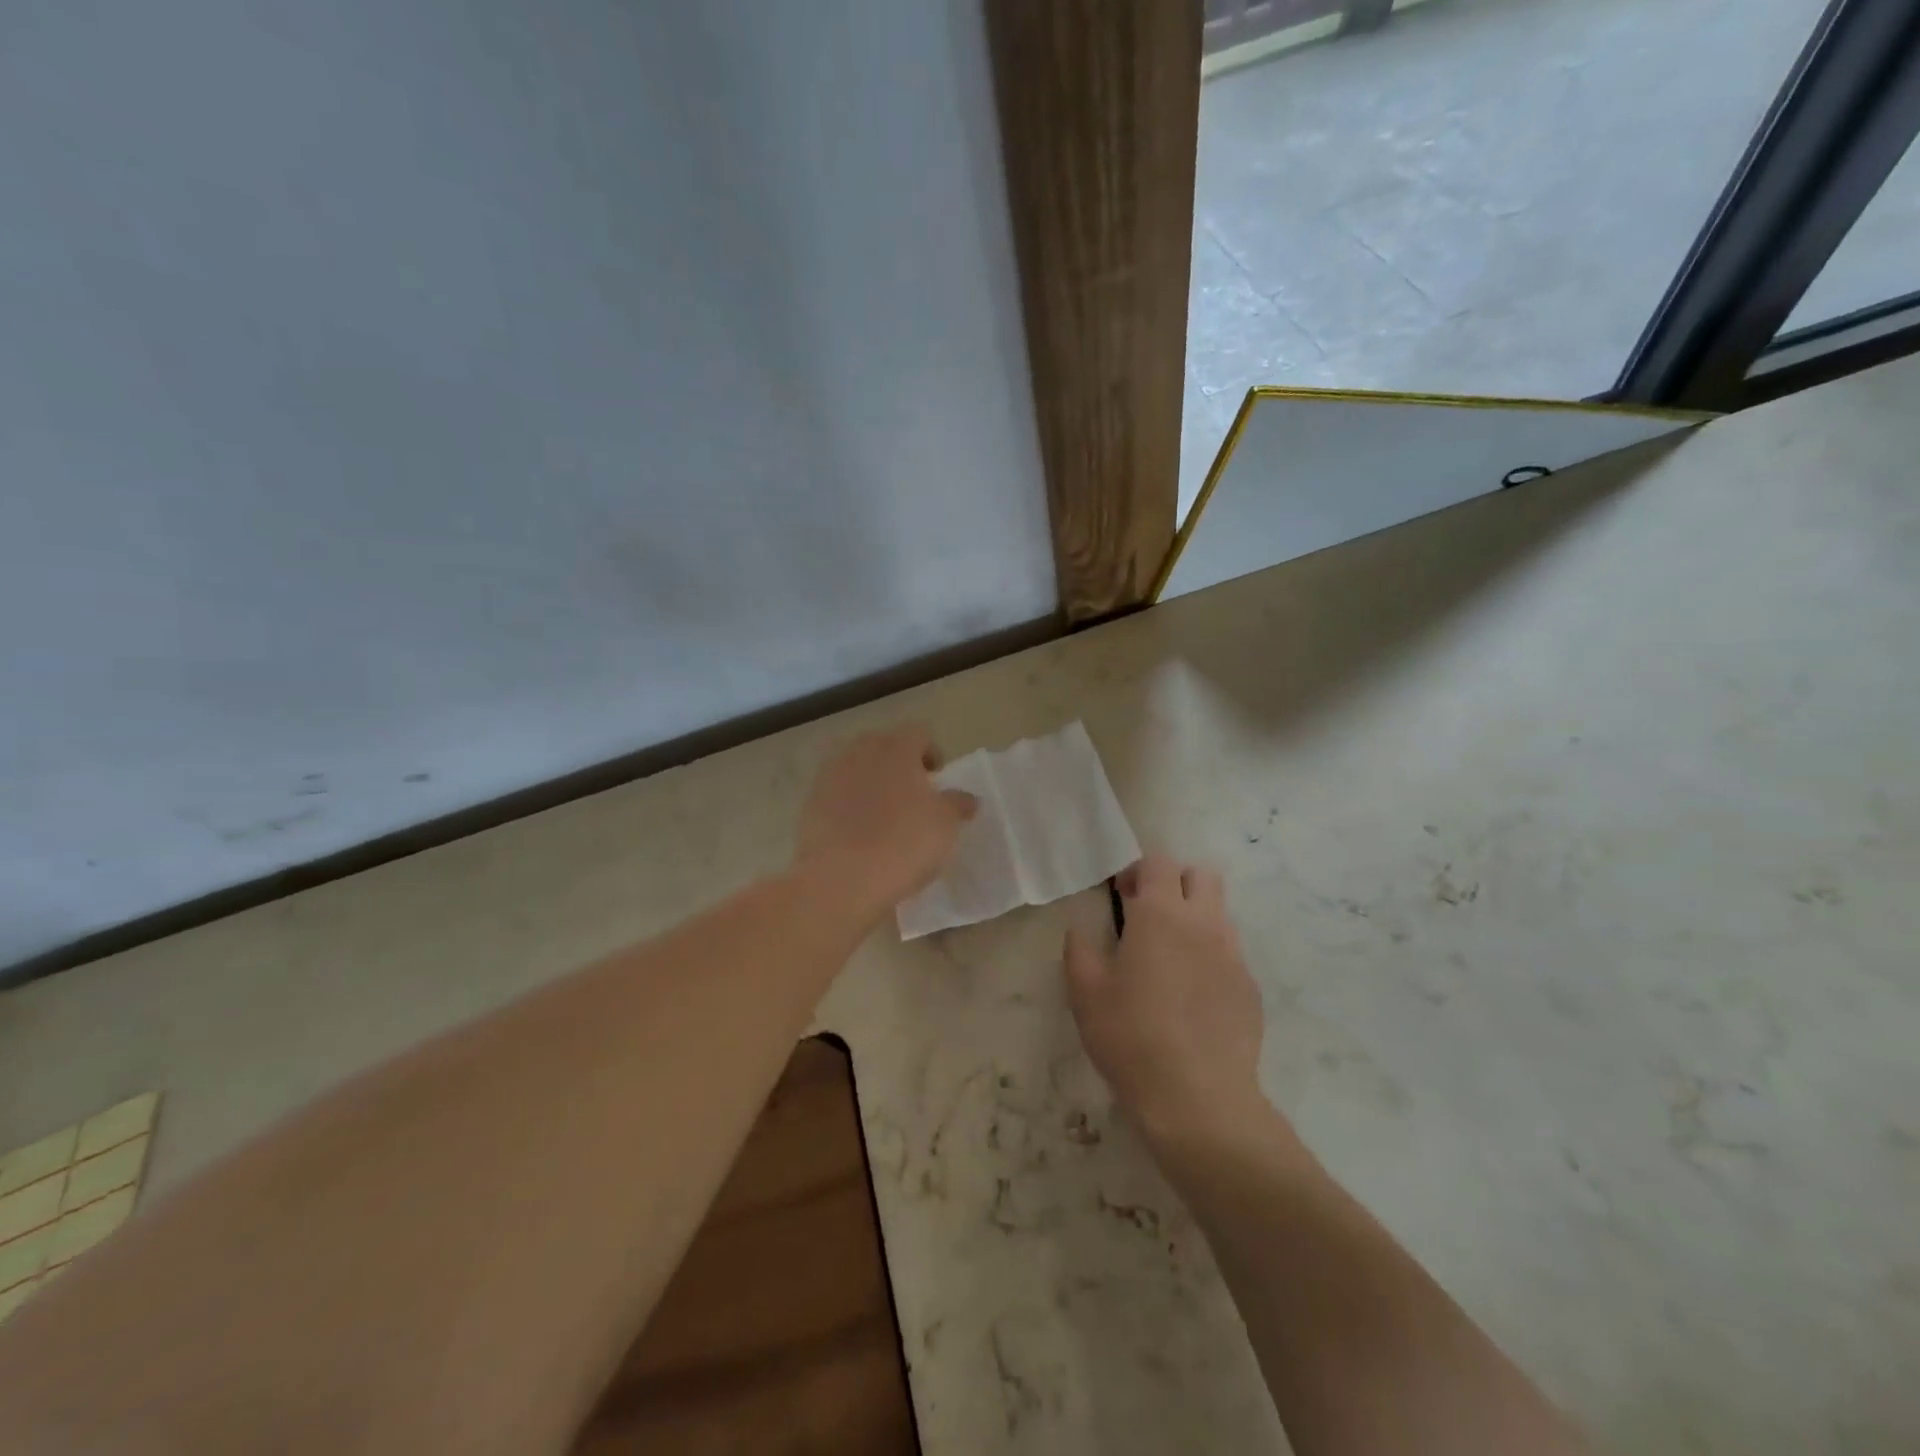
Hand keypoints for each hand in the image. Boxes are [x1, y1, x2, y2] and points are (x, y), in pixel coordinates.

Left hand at [795, 725, 976, 918]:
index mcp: (896, 748)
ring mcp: (830, 776)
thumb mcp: (945, 825)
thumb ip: (958, 804)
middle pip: (883, 745)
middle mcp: (861, 752)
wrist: (840, 879)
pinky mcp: (810, 802)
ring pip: (856, 767)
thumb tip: (967, 798)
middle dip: (898, 763)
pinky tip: (858, 831)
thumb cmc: (904, 843)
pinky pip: (836, 792)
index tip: (936, 779)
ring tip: (884, 813)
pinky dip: (849, 803)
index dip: (931, 752)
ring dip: (871, 781)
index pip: (918, 733)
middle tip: (912, 793)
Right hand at [1064, 854, 1267, 1147]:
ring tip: (1171, 958)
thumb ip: (1080, 950)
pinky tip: (1193, 997)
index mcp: (1161, 914)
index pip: (1159, 862)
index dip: (1138, 871)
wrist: (1197, 1098)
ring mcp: (1234, 955)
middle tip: (1151, 916)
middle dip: (1177, 884)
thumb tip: (1082, 929)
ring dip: (1196, 919)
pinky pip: (1231, 954)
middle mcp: (1204, 923)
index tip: (1122, 898)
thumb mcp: (1085, 992)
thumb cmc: (1131, 1036)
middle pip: (1202, 875)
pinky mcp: (1251, 989)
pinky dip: (1211, 958)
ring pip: (1220, 914)